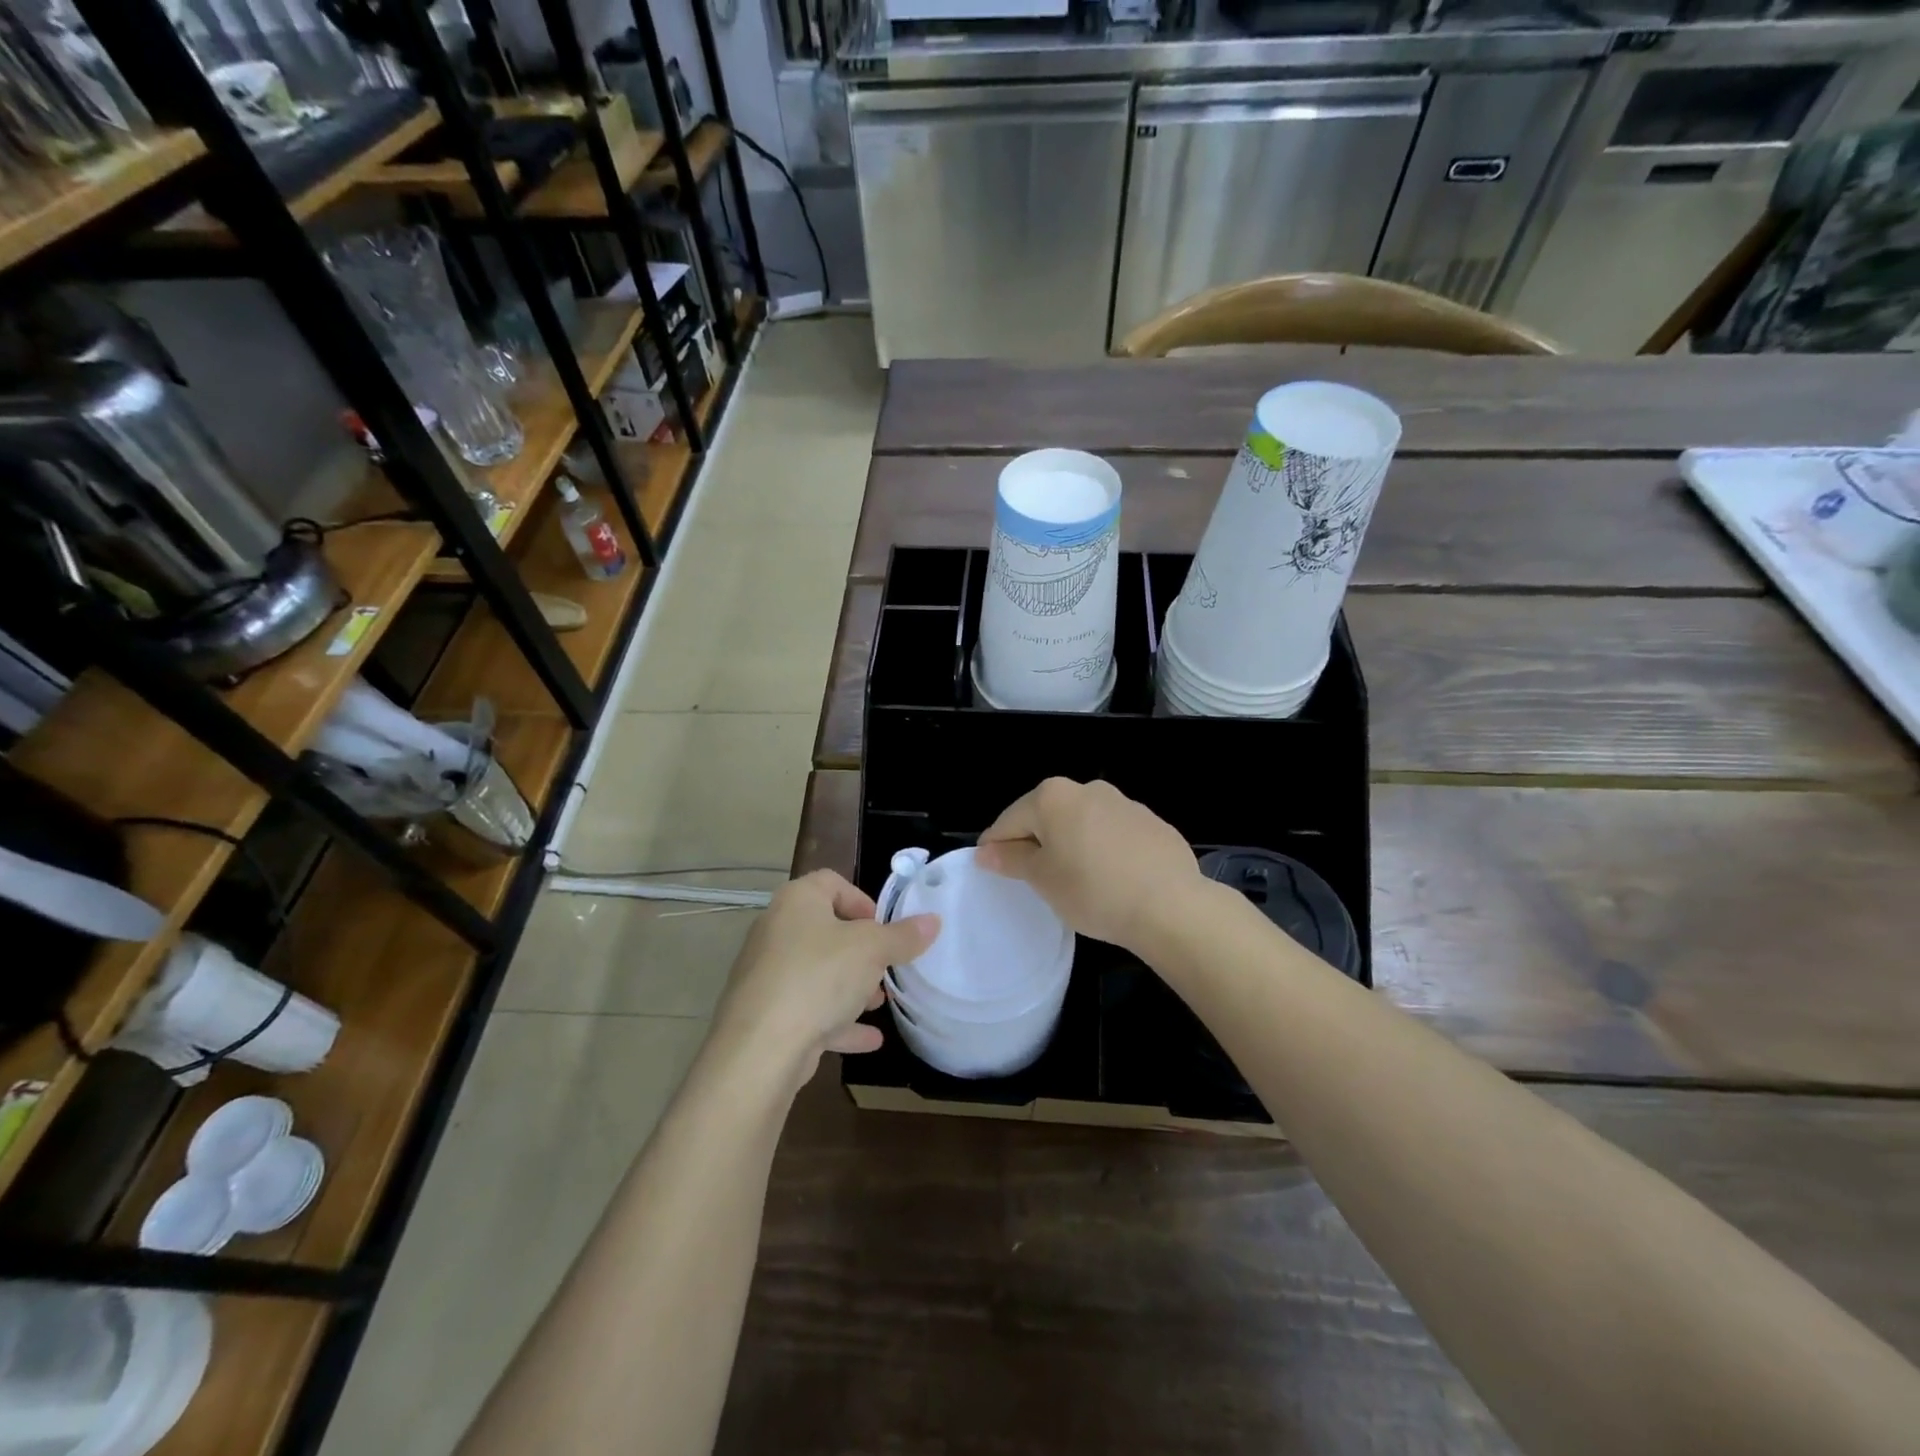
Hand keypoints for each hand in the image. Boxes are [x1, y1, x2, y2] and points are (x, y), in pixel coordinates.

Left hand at [711, 870, 938, 1091]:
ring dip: (851, 987)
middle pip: (826, 930)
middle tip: (886, 969)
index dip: (862, 900)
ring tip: (879, 1004)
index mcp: (797, 901)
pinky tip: (869, 1040)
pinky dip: (837, 1021)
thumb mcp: (872, 951)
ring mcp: (767, 975)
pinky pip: (808, 1009)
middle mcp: (776, 931)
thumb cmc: (819, 978)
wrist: (760, 1049)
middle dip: (861, 951)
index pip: (831, 882)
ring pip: (818, 973)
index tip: (884, 928)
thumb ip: (904, 936)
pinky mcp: (766, 1014)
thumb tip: (933, 920)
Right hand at [975, 778, 1201, 954]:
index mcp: (1053, 797)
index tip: (991, 870)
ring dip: (1070, 845)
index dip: (996, 846)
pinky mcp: (1151, 823)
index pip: (1010, 820)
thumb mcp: (1043, 879)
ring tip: (1076, 881)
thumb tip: (987, 850)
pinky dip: (1103, 850)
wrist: (1171, 906)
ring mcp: (1124, 803)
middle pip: (1046, 815)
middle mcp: (1087, 789)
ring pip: (1081, 823)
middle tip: (1034, 880)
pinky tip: (1111, 879)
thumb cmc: (1093, 890)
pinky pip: (1113, 834)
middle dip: (1035, 843)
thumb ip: (1011, 859)